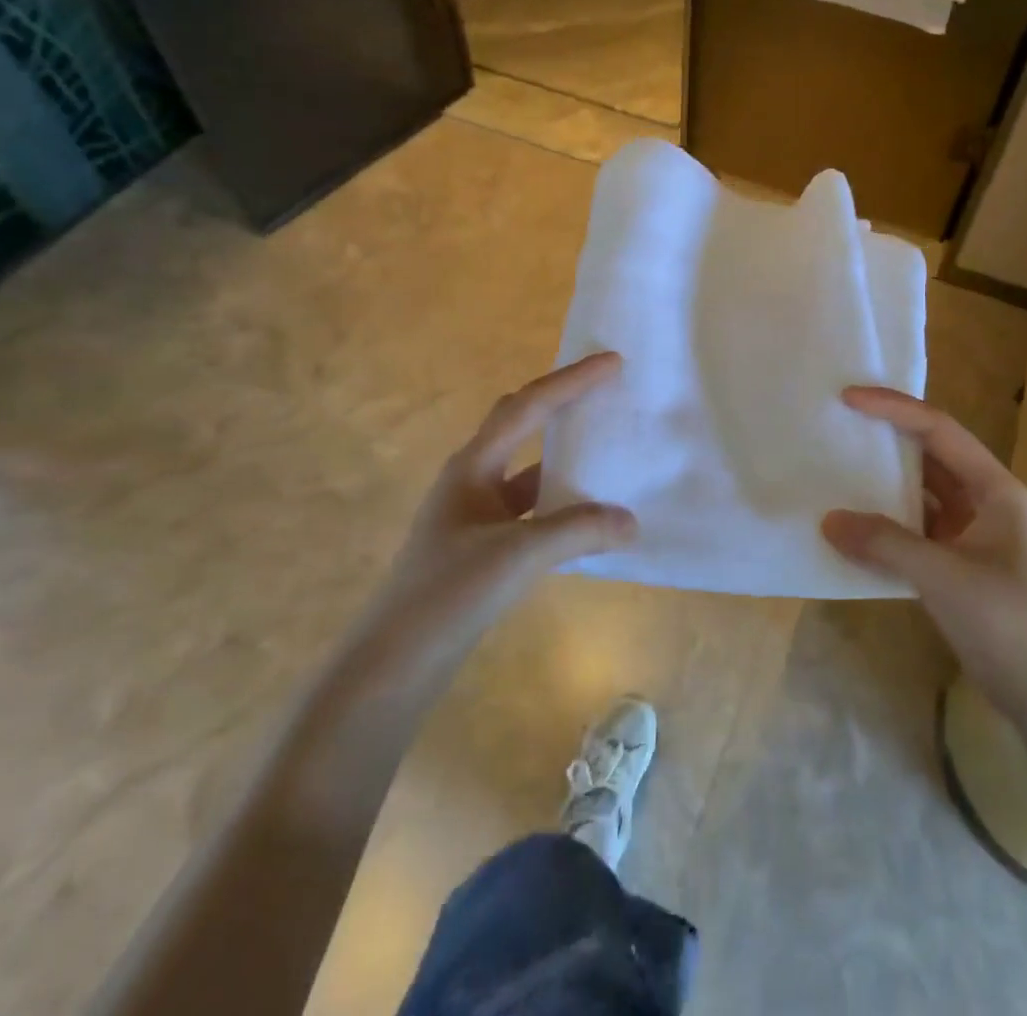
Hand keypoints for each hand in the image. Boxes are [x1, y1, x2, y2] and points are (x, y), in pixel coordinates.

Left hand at [382, 352, 636, 638]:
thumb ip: (577, 531)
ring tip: (606, 448)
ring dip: (563, 456)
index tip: (612, 362)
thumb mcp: (517, 556)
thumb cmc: (448, 593)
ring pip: (528, 470)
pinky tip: (588, 514)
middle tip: (606, 391)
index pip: (527, 407)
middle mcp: (473, 480)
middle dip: (562, 403)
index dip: (571, 381)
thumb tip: (631, 521)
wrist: (394, 663)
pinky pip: (531, 508)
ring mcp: (476, 514)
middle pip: (522, 424)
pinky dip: (560, 502)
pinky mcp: (483, 546)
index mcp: (473, 466)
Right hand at [822, 386, 1026, 725]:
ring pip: (920, 494)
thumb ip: (886, 545)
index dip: (894, 409)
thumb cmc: (1011, 624)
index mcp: (994, 489)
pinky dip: (885, 525)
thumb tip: (828, 521)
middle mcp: (984, 502)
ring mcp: (972, 534)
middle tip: (838, 425)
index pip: (939, 430)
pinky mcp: (958, 565)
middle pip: (929, 456)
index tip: (848, 398)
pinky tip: (853, 528)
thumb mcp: (946, 578)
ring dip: (883, 484)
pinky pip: (914, 530)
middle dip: (886, 439)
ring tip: (836, 469)